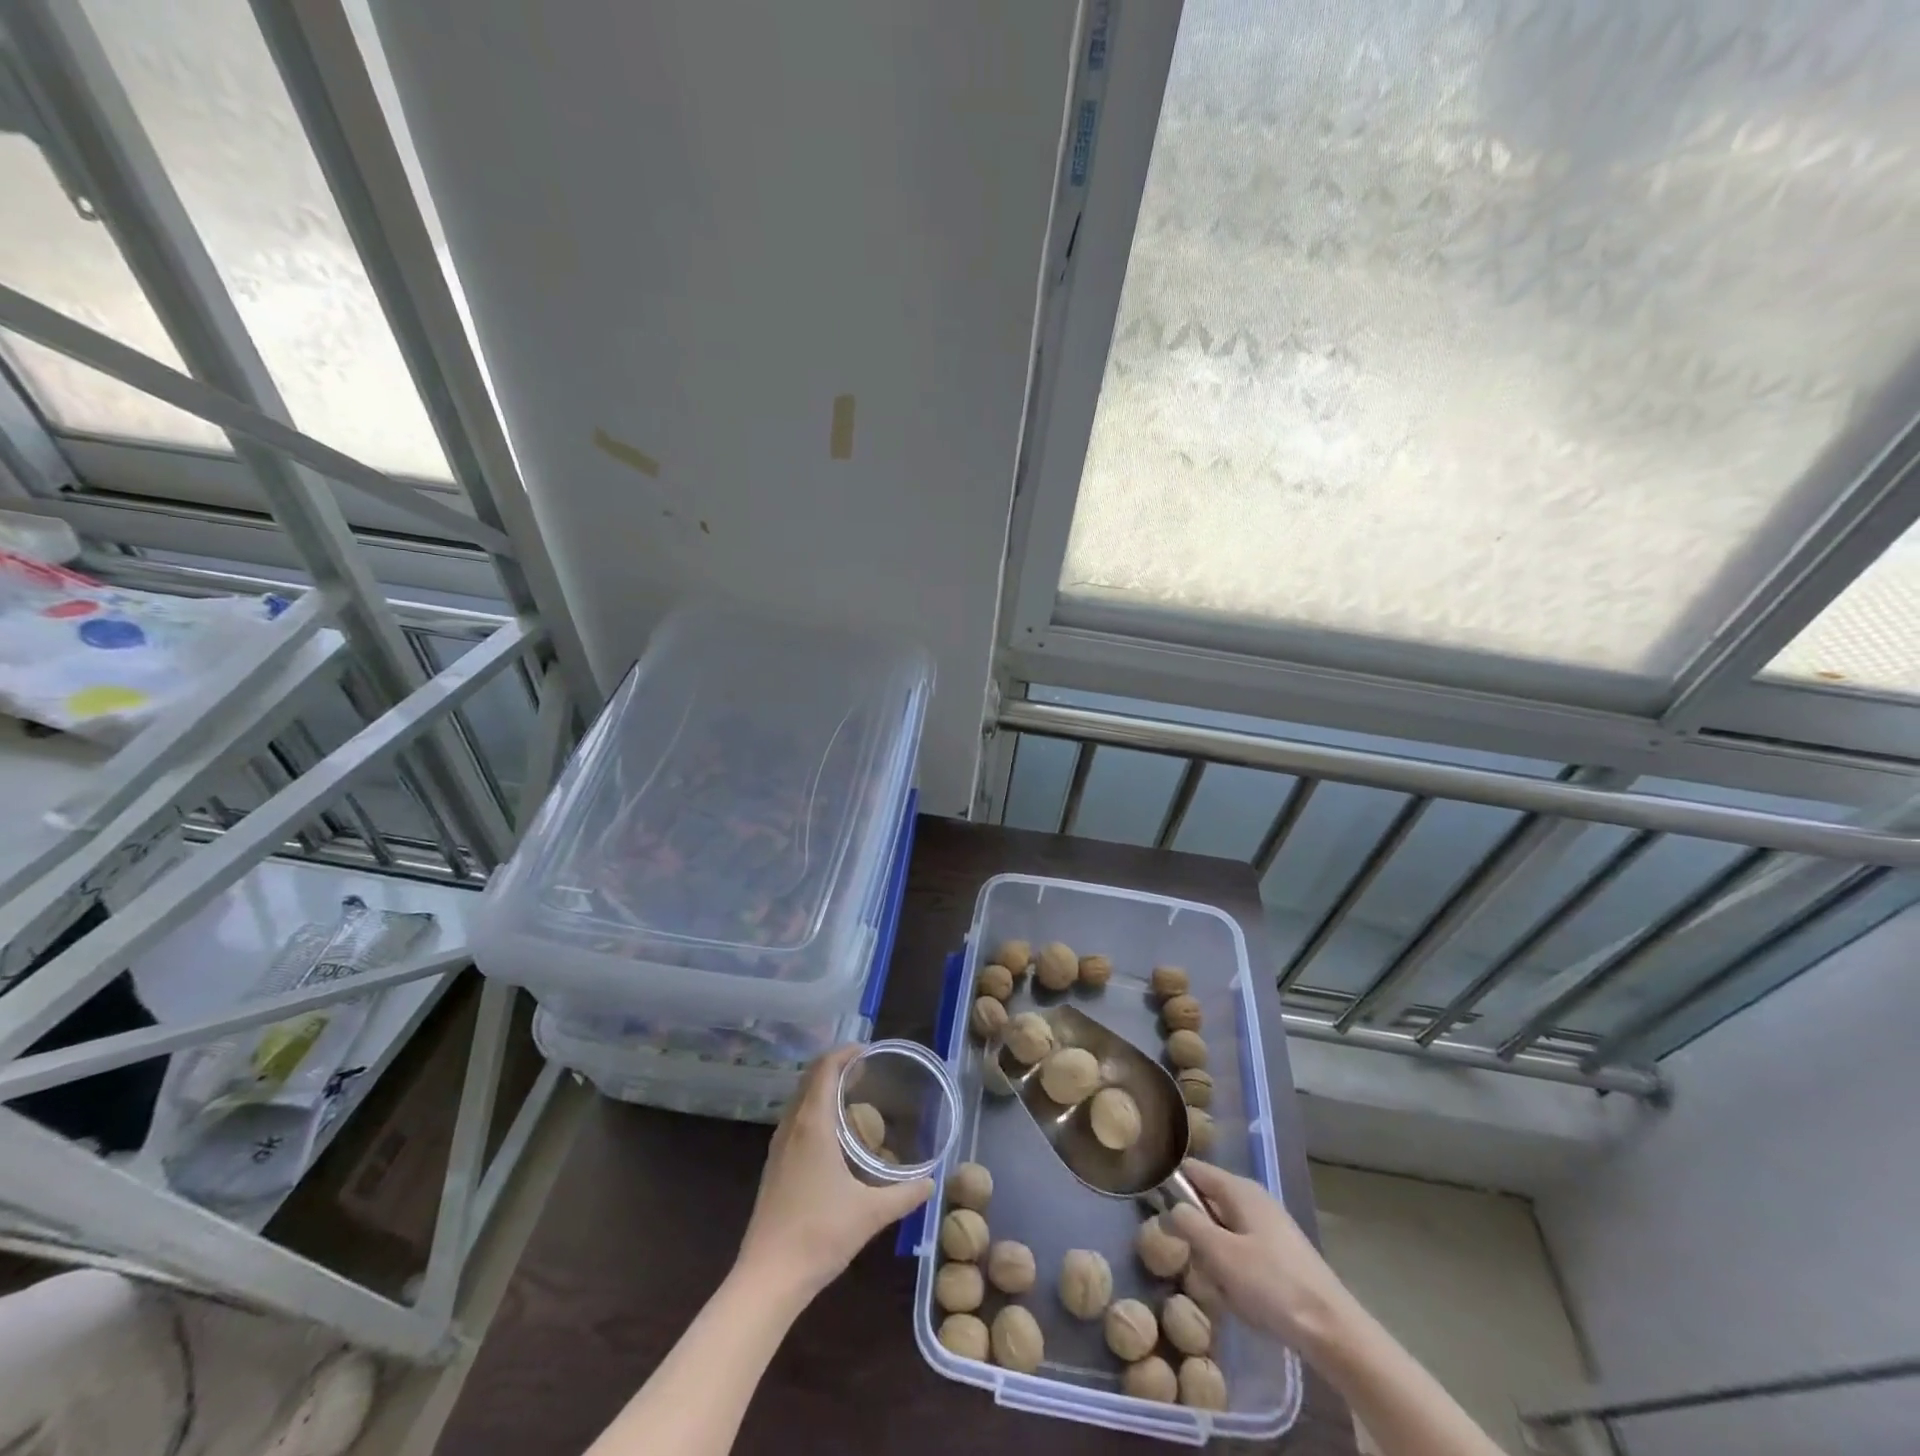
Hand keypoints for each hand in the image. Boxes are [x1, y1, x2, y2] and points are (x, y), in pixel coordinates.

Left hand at [734, 1045, 932, 1303]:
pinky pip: (795, 1120)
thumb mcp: (871, 1213)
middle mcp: (792, 1127)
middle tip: (867, 1070)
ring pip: (800, 1100)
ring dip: (823, 1088)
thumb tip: (932, 1182)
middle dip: (836, 1066)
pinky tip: (834, 1134)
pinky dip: (815, 1110)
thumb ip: (905, 1194)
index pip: (825, 1068)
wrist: (768, 1278)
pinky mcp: (774, 1167)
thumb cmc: (820, 1235)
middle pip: (810, 1079)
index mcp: (813, 1124)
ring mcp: (779, 1147)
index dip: (845, 1052)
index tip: (869, 1051)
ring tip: (854, 1096)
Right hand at [1168, 1160, 1356, 1356]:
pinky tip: (1243, 1299)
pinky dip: (1236, 1273)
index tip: (1158, 1214)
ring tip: (1223, 1288)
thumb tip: (1171, 1208)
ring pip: (1224, 1232)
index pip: (1193, 1170)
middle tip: (1197, 1262)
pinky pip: (1242, 1253)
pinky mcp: (1280, 1254)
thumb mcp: (1220, 1254)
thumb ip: (1189, 1224)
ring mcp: (1269, 1226)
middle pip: (1208, 1203)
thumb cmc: (1272, 1285)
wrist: (1332, 1330)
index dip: (1172, 1186)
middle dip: (1197, 1233)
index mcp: (1239, 1189)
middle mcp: (1254, 1199)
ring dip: (1216, 1259)